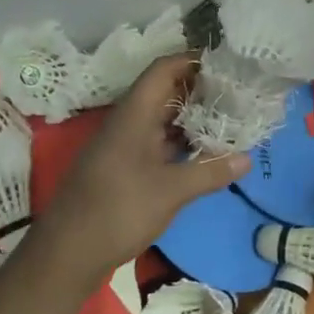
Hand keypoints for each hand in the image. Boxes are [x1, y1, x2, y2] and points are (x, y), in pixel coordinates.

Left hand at [28, 55, 248, 287]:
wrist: (67, 253)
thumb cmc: (118, 211)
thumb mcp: (171, 191)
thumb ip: (209, 171)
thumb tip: (247, 159)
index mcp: (134, 114)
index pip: (164, 69)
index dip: (192, 59)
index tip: (225, 63)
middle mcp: (128, 122)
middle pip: (165, 91)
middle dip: (199, 88)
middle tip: (237, 92)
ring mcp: (124, 145)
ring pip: (162, 118)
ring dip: (192, 117)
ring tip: (229, 118)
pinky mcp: (124, 167)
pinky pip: (156, 142)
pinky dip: (180, 141)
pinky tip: (203, 152)